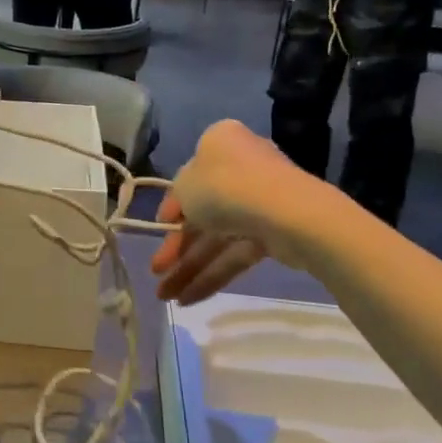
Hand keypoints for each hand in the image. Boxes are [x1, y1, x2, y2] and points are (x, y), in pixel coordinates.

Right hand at [150, 121, 344, 302]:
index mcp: (220, 144)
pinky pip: (236, 253)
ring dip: (191, 268)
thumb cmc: (223, 187)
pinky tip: (191, 299)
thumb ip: (178, 197)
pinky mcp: (275, 232)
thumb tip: (185, 207)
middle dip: (177, 247)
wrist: (285, 212)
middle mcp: (242, 167)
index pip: (188, 178)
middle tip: (156, 273)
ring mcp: (261, 201)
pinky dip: (214, 274)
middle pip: (202, 213)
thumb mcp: (184, 185)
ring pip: (218, 238)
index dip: (170, 209)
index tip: (157, 230)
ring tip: (167, 297)